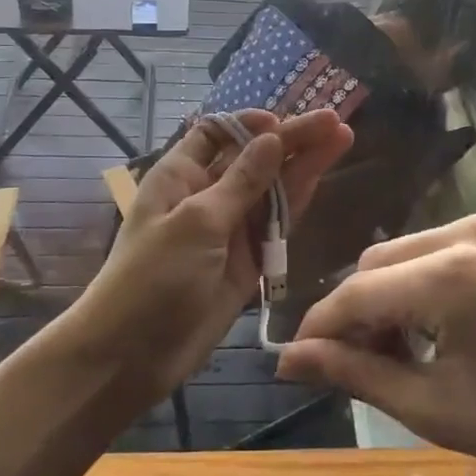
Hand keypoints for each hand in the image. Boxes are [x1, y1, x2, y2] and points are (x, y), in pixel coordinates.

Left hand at [73, 109, 352, 400]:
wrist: (132, 355)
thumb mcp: (197, 222)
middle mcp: (207, 195)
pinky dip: (298, 202)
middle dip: (291, 138)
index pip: (216, 133)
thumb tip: (273, 138)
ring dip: (304, 164)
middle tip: (335, 120)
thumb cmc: (153, 276)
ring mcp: (230, 229)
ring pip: (272, 188)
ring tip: (343, 137)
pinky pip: (277, 225)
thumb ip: (241, 181)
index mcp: (181, 175)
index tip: (281, 122)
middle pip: (253, 157)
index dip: (249, 123)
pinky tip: (322, 177)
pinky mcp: (248, 261)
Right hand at [275, 214, 475, 475]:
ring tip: (408, 346)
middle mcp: (472, 228)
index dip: (322, 326)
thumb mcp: (438, 408)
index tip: (298, 358)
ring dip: (394, 291)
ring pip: (413, 248)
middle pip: (380, 261)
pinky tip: (449, 320)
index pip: (358, 292)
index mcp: (452, 274)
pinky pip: (452, 244)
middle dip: (360, 310)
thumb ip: (358, 373)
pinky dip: (432, 277)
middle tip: (363, 362)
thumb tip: (289, 360)